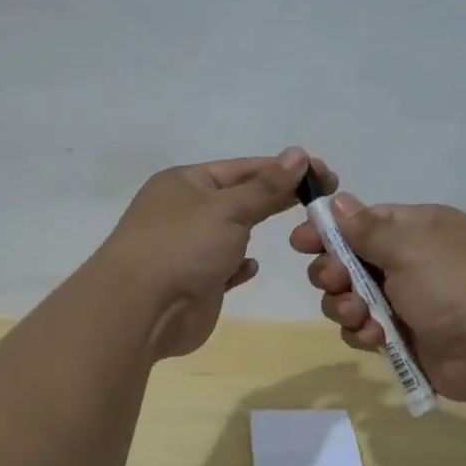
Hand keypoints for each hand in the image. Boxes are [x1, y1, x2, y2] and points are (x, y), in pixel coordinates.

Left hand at [100, 148, 331, 358]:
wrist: (142, 311)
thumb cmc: (183, 247)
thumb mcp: (228, 208)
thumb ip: (266, 187)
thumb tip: (299, 155)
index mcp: (185, 183)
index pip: (243, 168)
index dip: (284, 169)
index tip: (324, 174)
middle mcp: (184, 211)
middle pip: (239, 198)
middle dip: (275, 198)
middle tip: (321, 201)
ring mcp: (188, 249)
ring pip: (232, 233)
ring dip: (255, 231)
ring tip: (296, 232)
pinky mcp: (195, 283)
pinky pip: (224, 267)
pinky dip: (239, 265)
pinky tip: (251, 267)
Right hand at [289, 192, 465, 402]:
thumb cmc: (455, 285)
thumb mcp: (410, 246)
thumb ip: (366, 229)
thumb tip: (338, 200)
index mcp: (416, 229)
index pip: (361, 221)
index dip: (329, 230)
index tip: (300, 241)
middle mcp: (408, 261)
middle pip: (348, 261)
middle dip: (333, 272)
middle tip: (334, 281)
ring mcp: (405, 301)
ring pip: (350, 298)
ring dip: (345, 306)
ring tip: (360, 315)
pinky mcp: (402, 337)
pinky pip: (364, 329)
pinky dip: (363, 332)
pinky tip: (376, 337)